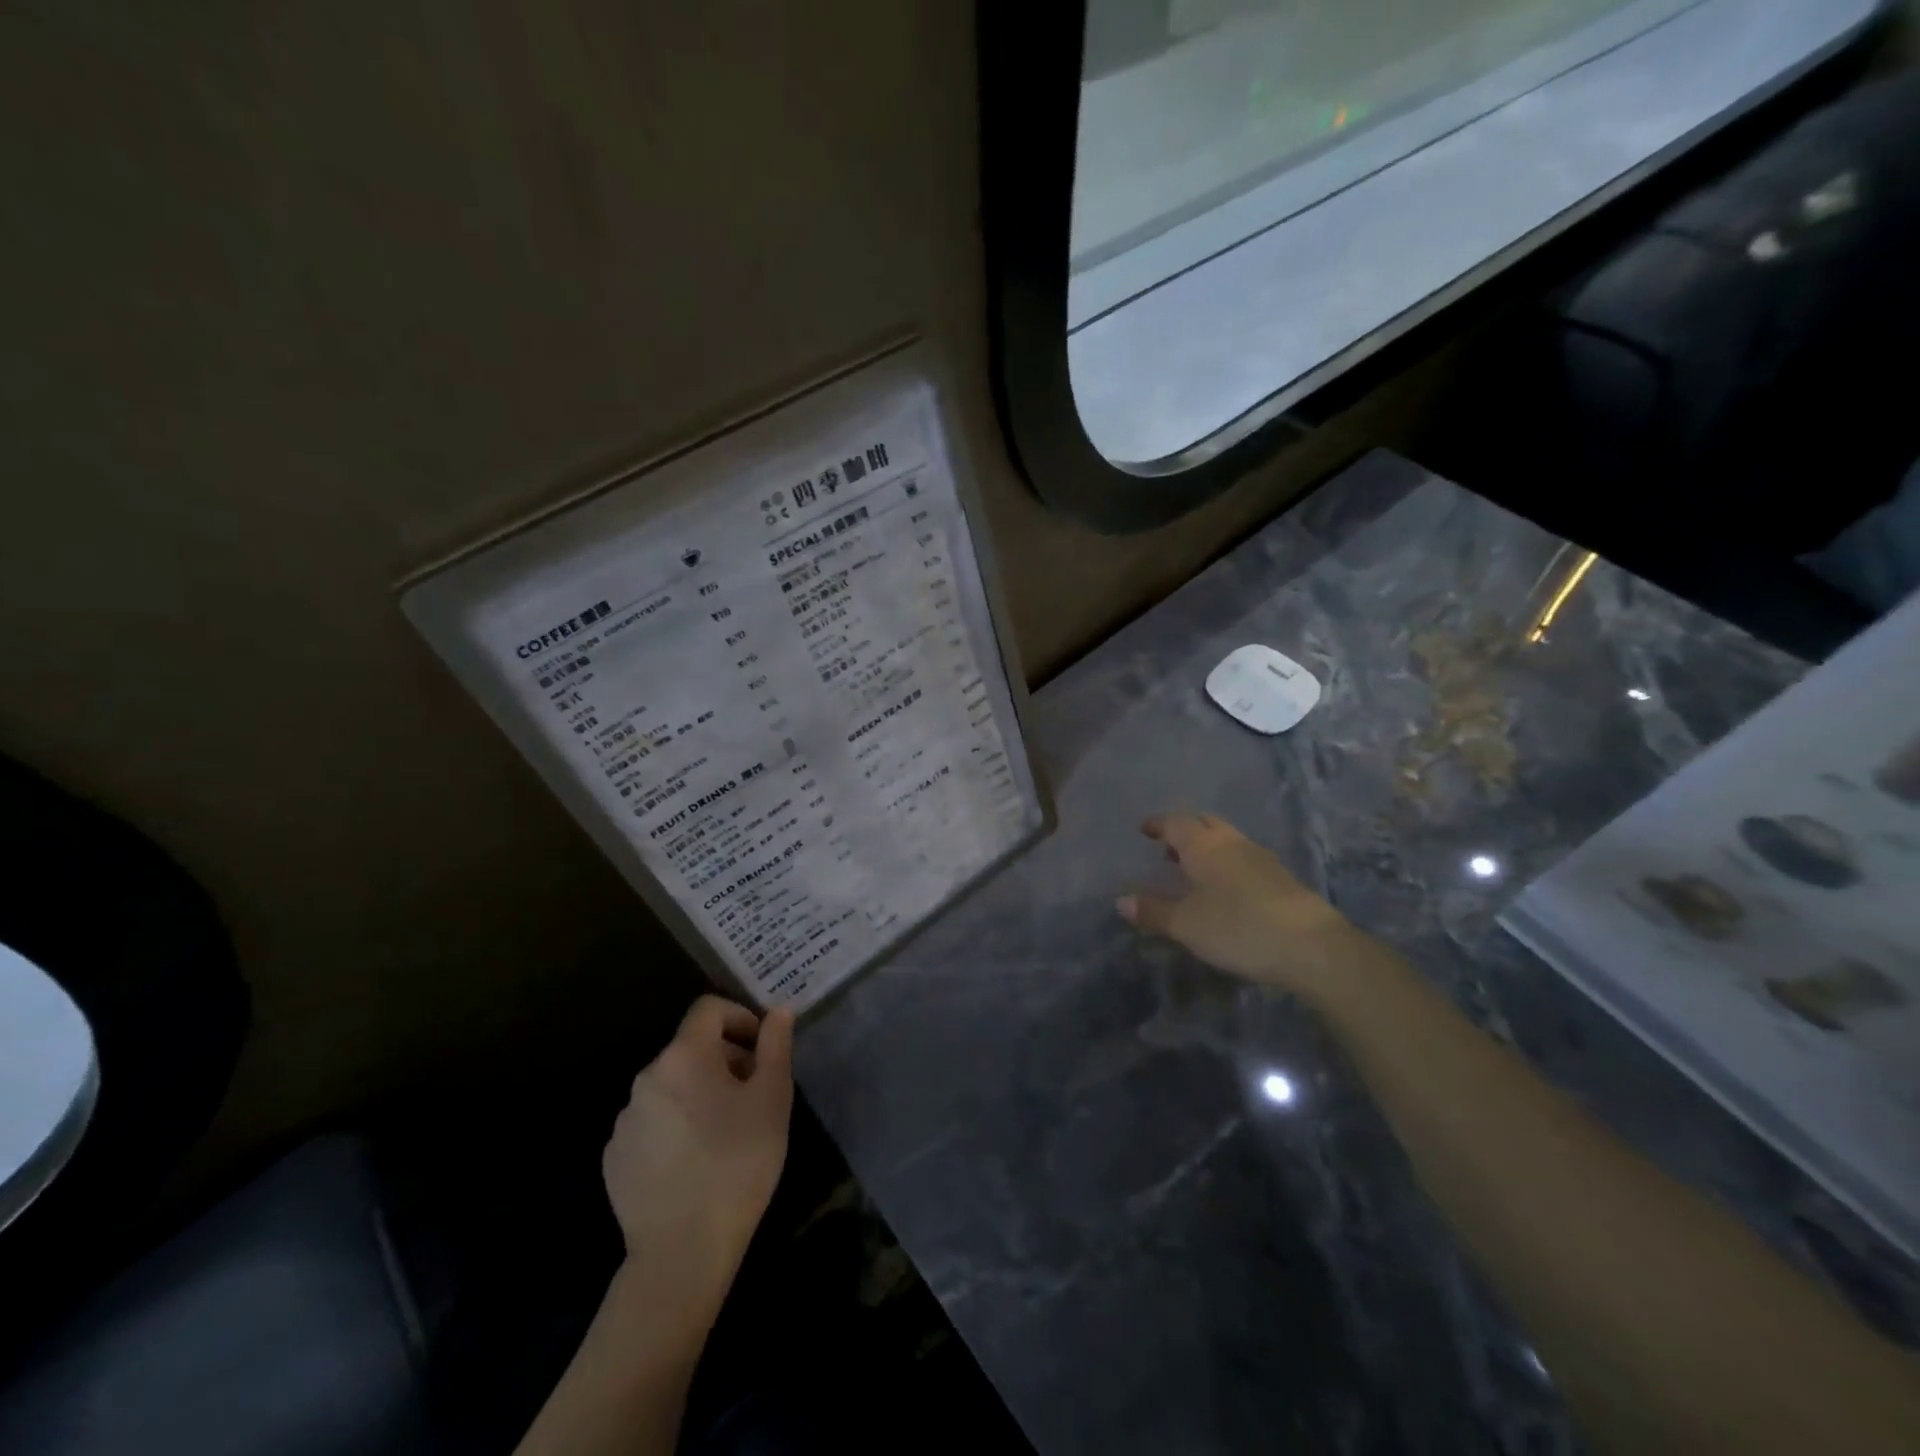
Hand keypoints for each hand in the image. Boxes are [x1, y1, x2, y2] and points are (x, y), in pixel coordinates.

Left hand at [602, 995, 794, 1328]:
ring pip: (671, 1086)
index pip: (708, 1009)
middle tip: (753, 1093)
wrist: (682, 1251)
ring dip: (699, 1092)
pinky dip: (676, 1125)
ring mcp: (625, 1120)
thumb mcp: (772, 1098)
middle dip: (724, 1059)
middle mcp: (647, 1077)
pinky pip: (652, 1122)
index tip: (761, 1047)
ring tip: (727, 1132)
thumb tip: (778, 1010)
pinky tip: (696, 1161)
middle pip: (690, 1048)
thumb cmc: (738, 1163)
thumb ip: (775, 1046)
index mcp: (684, 1056)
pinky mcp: (614, 1157)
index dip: (739, 1016)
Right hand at [1117, 814, 1351, 995]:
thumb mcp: (1186, 924)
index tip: (1145, 830)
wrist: (1311, 946)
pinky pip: (1244, 859)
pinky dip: (1227, 866)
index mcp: (1204, 845)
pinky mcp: (1281, 879)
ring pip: (1227, 841)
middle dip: (1185, 831)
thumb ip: (1153, 911)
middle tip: (1168, 848)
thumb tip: (1122, 901)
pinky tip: (1225, 891)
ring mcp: (1261, 858)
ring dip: (1208, 849)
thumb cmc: (1238, 926)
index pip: (1176, 822)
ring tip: (1192, 871)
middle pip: (1205, 824)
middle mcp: (1232, 842)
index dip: (1159, 824)